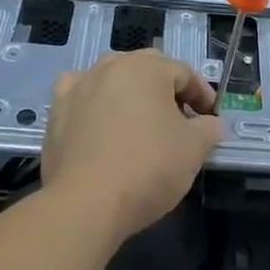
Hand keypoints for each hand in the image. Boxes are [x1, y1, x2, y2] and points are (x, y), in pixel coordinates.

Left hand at [41, 50, 222, 244]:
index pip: (184, 73)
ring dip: (130, 94)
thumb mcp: (193, 149)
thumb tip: (213, 124)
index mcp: (148, 67)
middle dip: (167, 92)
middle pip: (148, 70)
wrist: (86, 204)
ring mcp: (80, 85)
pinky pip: (80, 95)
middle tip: (180, 121)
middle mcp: (112, 65)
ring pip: (113, 79)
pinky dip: (93, 102)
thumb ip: (209, 129)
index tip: (210, 118)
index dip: (202, 94)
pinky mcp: (57, 110)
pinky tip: (98, 121)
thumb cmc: (148, 168)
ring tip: (140, 123)